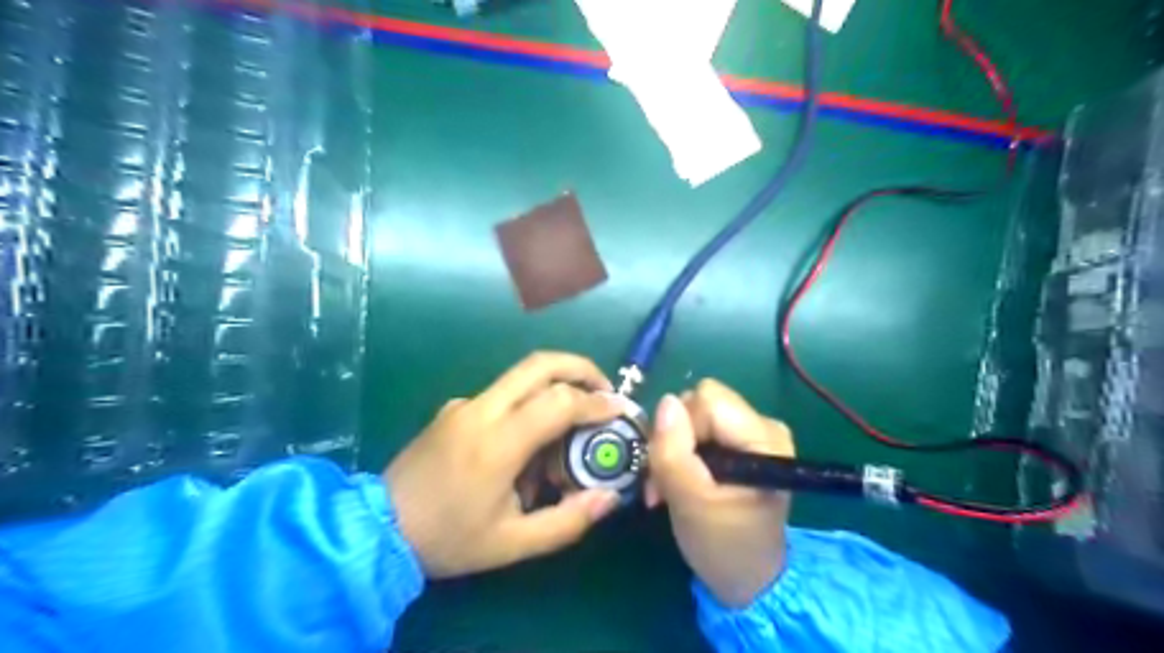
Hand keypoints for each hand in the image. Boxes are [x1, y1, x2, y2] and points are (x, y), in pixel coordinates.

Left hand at [389, 351, 628, 575]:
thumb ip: (567, 521)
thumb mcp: (512, 544)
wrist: (377, 528)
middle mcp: (481, 410)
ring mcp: (464, 404)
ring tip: (571, 424)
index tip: (619, 409)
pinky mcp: (454, 407)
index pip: (558, 401)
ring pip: (521, 376)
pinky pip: (502, 395)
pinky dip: (529, 404)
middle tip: (604, 389)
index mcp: (496, 444)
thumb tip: (609, 497)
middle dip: (580, 368)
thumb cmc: (448, 539)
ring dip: (556, 386)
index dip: (596, 402)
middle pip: (539, 364)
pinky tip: (528, 443)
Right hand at [647, 381, 801, 608]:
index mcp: (764, 437)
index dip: (680, 428)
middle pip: (700, 403)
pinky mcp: (740, 443)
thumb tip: (664, 401)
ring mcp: (752, 433)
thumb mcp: (690, 502)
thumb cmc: (723, 546)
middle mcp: (763, 425)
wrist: (747, 581)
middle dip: (673, 438)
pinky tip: (678, 482)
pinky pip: (700, 429)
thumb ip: (673, 451)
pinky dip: (682, 454)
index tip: (670, 469)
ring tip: (667, 487)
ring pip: (694, 415)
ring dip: (673, 449)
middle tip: (662, 481)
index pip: (706, 400)